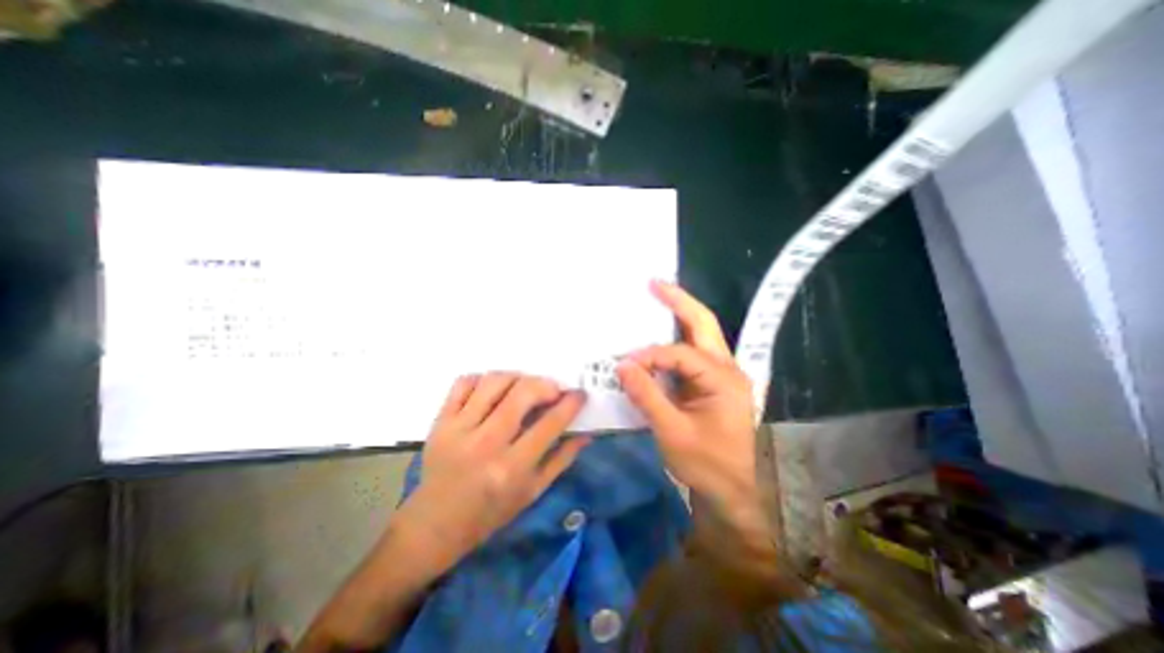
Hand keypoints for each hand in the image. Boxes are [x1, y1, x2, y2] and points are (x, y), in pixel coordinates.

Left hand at [396, 375, 592, 572]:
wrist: (435, 525)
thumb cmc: (491, 512)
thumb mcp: (533, 492)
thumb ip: (562, 460)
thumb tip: (586, 433)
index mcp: (512, 468)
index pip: (550, 424)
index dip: (570, 403)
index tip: (579, 394)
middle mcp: (486, 444)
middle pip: (522, 393)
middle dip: (545, 385)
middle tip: (552, 391)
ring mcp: (459, 429)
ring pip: (494, 382)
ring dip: (517, 378)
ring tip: (524, 388)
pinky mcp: (440, 421)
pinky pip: (464, 383)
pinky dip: (483, 379)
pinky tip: (494, 390)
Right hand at [617, 282, 764, 528]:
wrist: (730, 491)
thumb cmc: (706, 464)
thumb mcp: (672, 431)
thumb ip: (647, 396)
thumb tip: (622, 365)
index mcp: (724, 380)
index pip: (681, 355)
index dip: (651, 356)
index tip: (625, 364)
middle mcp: (727, 369)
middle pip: (704, 324)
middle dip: (679, 301)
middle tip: (654, 283)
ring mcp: (722, 374)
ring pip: (701, 333)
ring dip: (680, 314)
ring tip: (657, 297)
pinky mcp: (712, 382)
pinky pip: (692, 352)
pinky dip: (675, 339)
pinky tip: (659, 333)